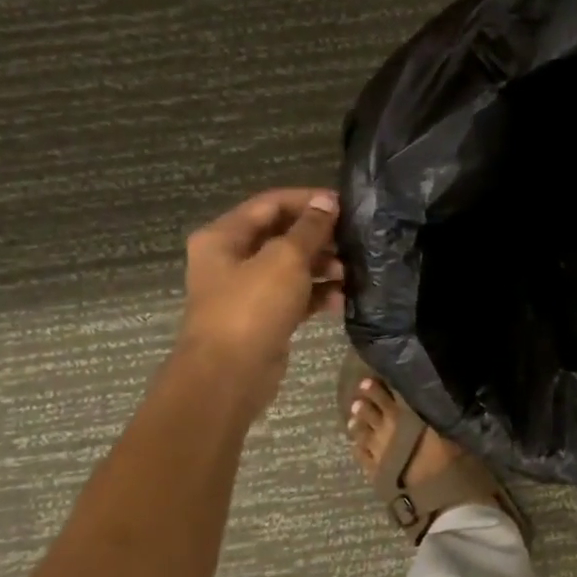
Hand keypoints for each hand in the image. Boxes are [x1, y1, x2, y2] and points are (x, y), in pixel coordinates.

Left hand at [178, 188, 344, 409]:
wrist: (228, 375)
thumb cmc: (252, 307)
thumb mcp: (286, 259)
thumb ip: (310, 228)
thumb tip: (328, 202)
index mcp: (224, 236)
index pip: (271, 204)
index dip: (308, 201)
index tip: (345, 205)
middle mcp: (232, 259)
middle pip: (282, 235)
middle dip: (319, 237)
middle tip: (352, 242)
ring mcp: (247, 290)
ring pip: (291, 267)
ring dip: (322, 267)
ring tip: (350, 273)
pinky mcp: (264, 317)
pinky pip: (295, 296)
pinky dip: (318, 294)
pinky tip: (342, 300)